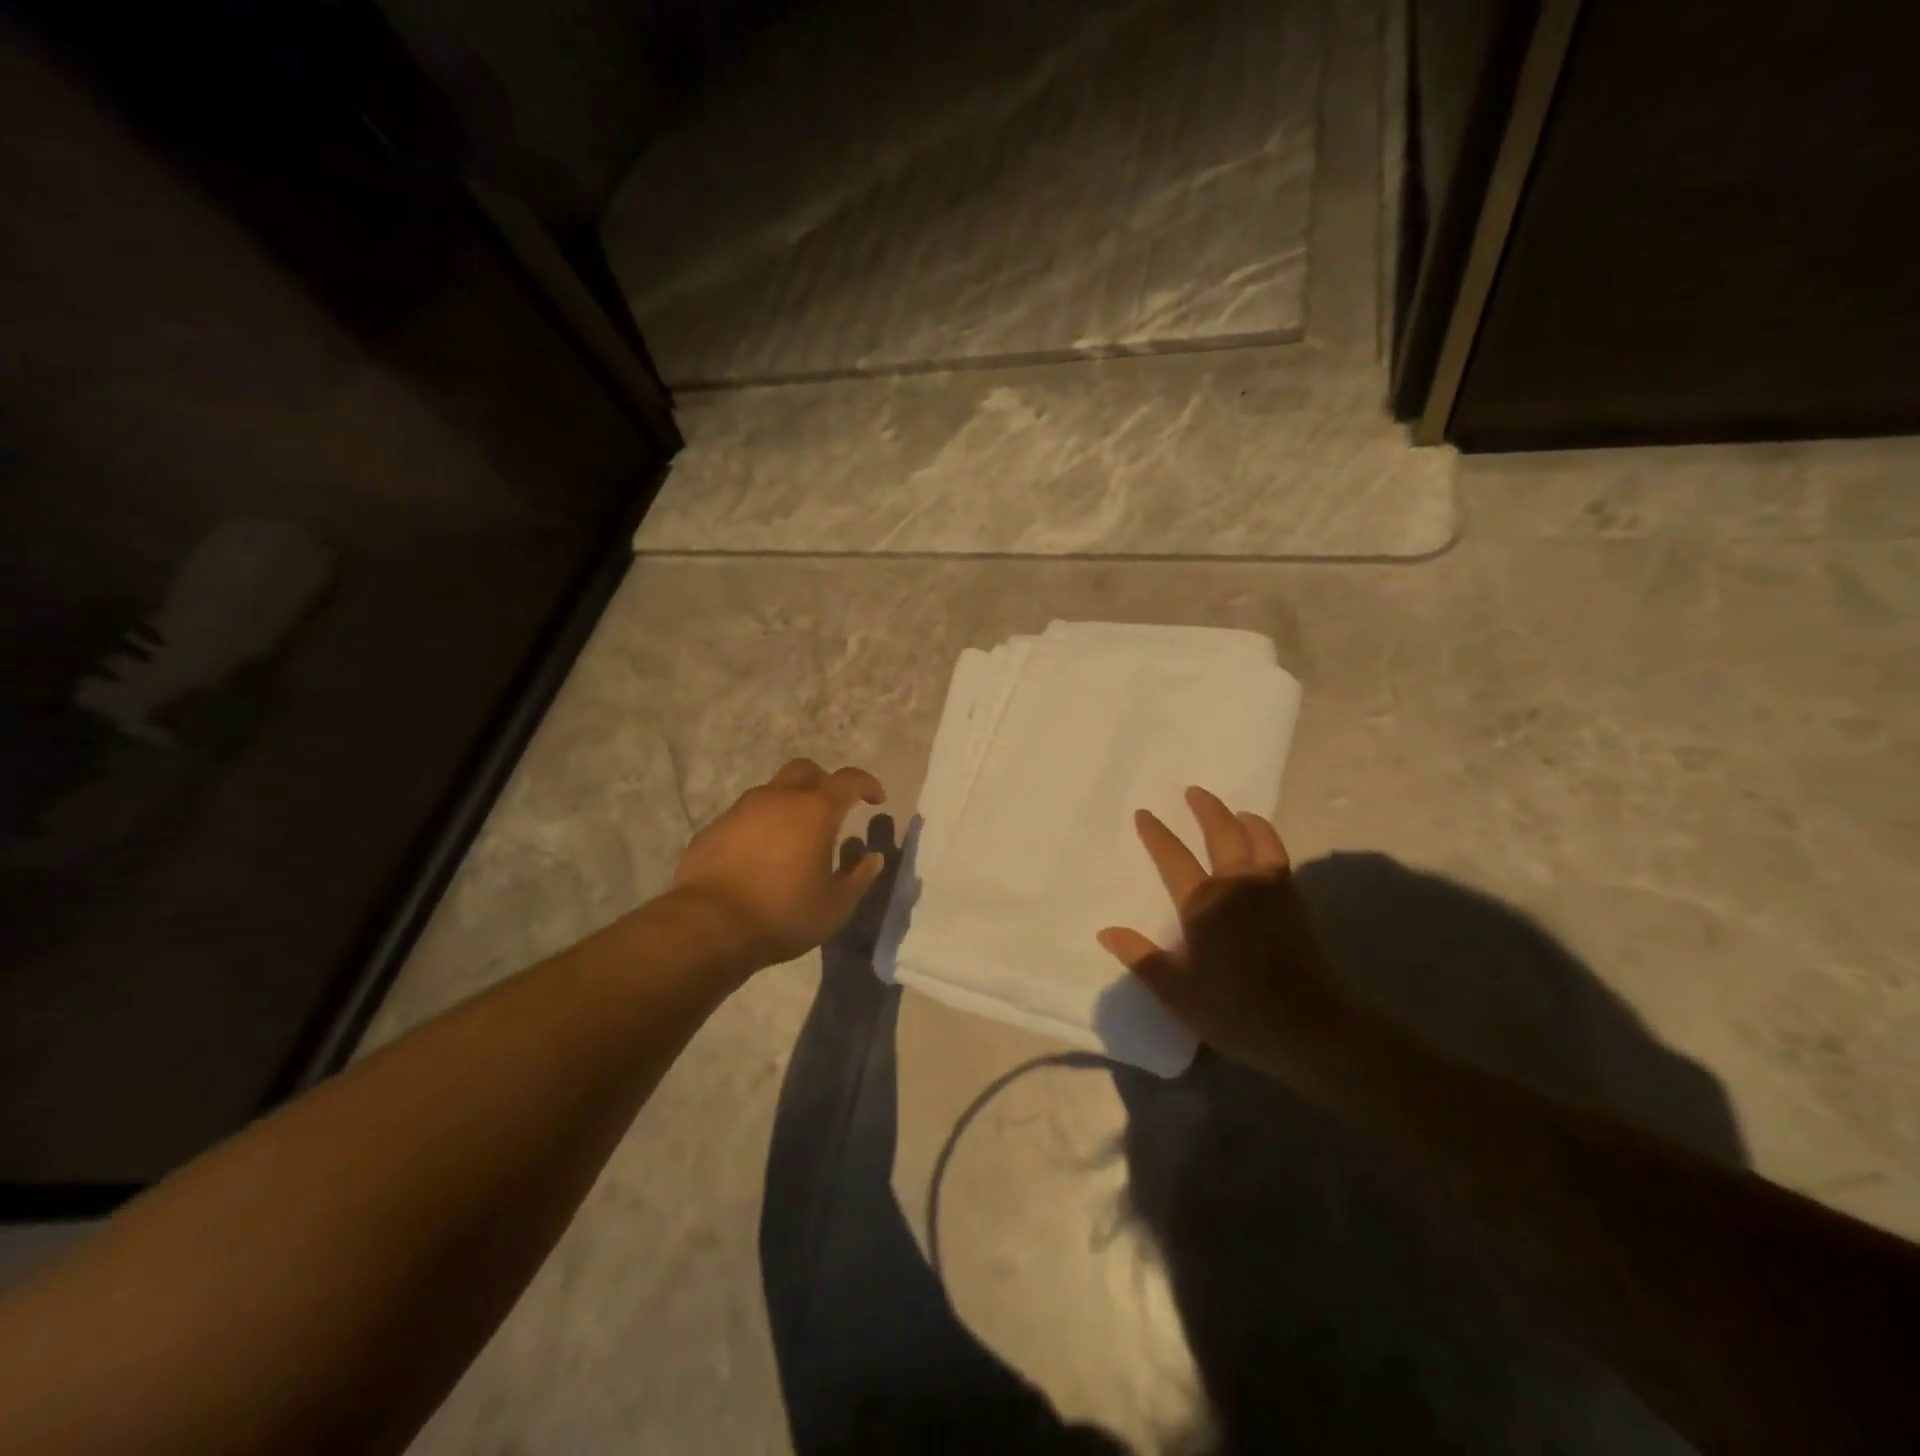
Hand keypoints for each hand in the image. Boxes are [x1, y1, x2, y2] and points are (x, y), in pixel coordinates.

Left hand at [669, 758, 886, 970]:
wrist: (708, 926)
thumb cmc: (783, 913)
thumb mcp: (835, 906)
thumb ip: (859, 877)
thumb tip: (873, 858)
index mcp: (815, 811)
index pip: (849, 780)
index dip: (867, 784)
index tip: (876, 799)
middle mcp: (778, 799)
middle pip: (805, 771)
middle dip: (823, 783)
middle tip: (831, 811)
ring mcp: (740, 811)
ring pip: (771, 792)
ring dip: (788, 806)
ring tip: (793, 840)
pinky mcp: (713, 829)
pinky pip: (744, 818)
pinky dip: (759, 828)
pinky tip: (758, 858)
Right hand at [1096, 786, 1352, 1077]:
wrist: (1309, 1027)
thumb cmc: (1235, 1010)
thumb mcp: (1176, 991)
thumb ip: (1141, 957)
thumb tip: (1106, 931)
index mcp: (1203, 903)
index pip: (1173, 858)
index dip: (1156, 834)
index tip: (1144, 813)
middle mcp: (1236, 885)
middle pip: (1221, 833)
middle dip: (1206, 809)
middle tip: (1194, 791)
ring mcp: (1271, 890)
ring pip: (1258, 839)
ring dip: (1243, 819)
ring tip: (1237, 811)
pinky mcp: (1296, 902)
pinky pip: (1279, 856)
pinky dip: (1268, 840)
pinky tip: (1265, 847)